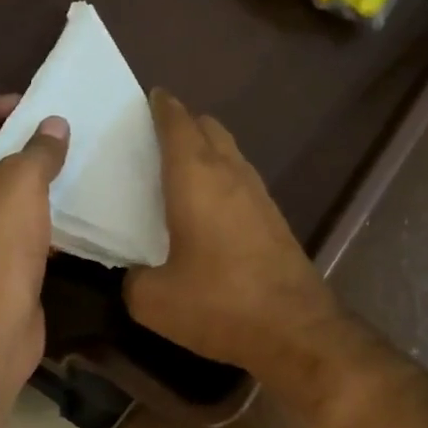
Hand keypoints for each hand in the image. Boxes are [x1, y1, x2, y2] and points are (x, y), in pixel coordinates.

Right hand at [125, 90, 340, 374]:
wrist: (294, 329)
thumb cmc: (218, 305)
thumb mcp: (153, 300)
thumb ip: (133, 279)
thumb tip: (137, 273)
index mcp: (196, 179)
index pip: (178, 124)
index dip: (162, 107)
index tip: (149, 98)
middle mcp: (231, 175)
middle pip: (209, 128)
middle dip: (184, 123)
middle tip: (156, 137)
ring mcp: (259, 196)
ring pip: (230, 153)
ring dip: (206, 150)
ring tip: (179, 169)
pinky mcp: (275, 219)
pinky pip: (242, 181)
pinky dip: (222, 178)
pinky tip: (208, 207)